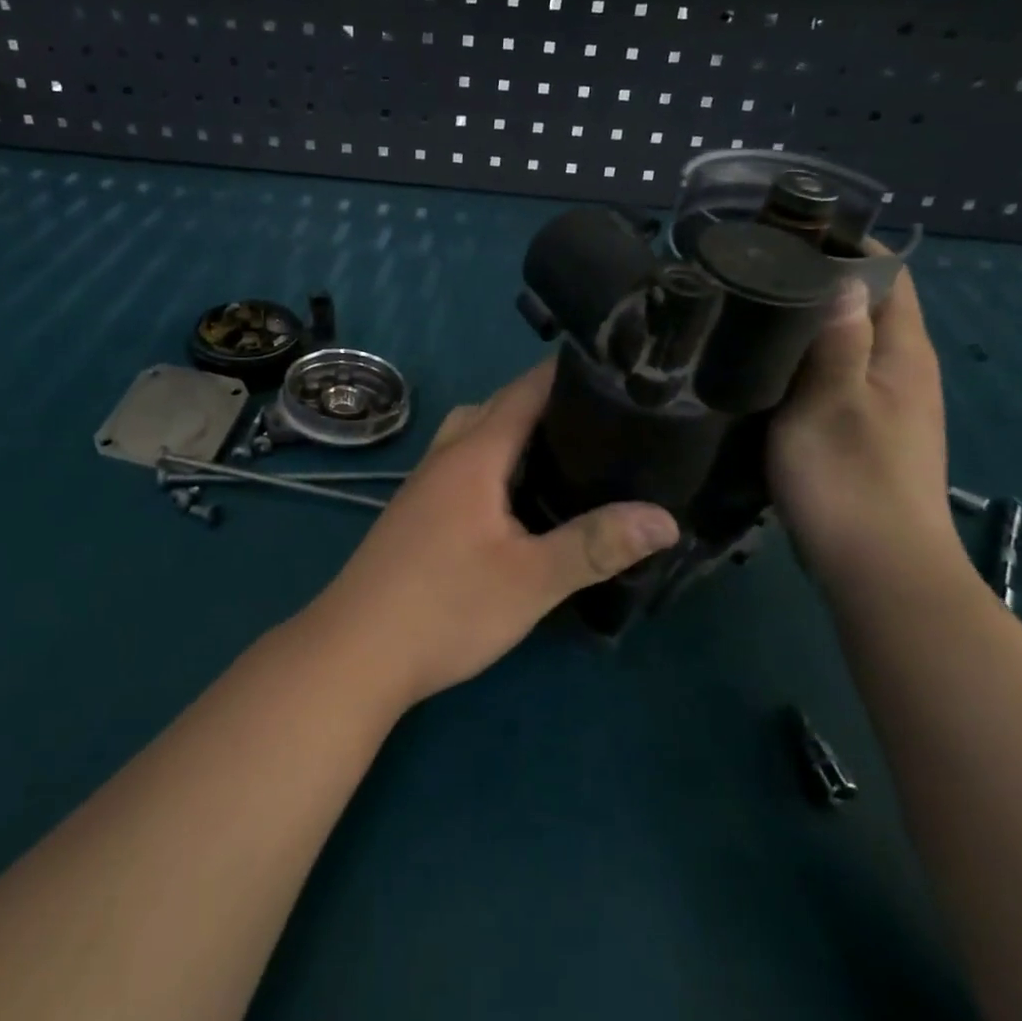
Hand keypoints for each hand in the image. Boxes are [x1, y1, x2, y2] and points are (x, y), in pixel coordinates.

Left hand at [300, 360, 679, 708]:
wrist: (356, 651)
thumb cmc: (446, 607)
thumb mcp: (530, 579)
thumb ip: (595, 544)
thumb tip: (665, 518)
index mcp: (474, 454)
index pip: (524, 391)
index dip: (566, 374)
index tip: (614, 370)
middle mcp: (445, 456)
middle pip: (497, 407)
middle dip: (546, 401)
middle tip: (603, 416)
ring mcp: (424, 483)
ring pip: (475, 435)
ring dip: (514, 430)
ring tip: (567, 450)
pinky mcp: (416, 511)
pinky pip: (463, 463)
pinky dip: (494, 459)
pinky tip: (517, 495)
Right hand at [768, 267, 960, 596]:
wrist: (878, 569)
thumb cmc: (850, 479)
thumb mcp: (831, 400)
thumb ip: (837, 338)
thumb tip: (840, 277)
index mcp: (903, 353)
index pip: (889, 276)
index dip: (849, 248)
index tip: (790, 236)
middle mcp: (903, 372)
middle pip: (866, 307)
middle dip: (819, 283)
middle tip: (756, 274)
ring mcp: (887, 406)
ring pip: (848, 345)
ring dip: (808, 326)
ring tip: (751, 314)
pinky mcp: (865, 433)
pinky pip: (835, 377)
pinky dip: (806, 363)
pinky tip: (766, 371)